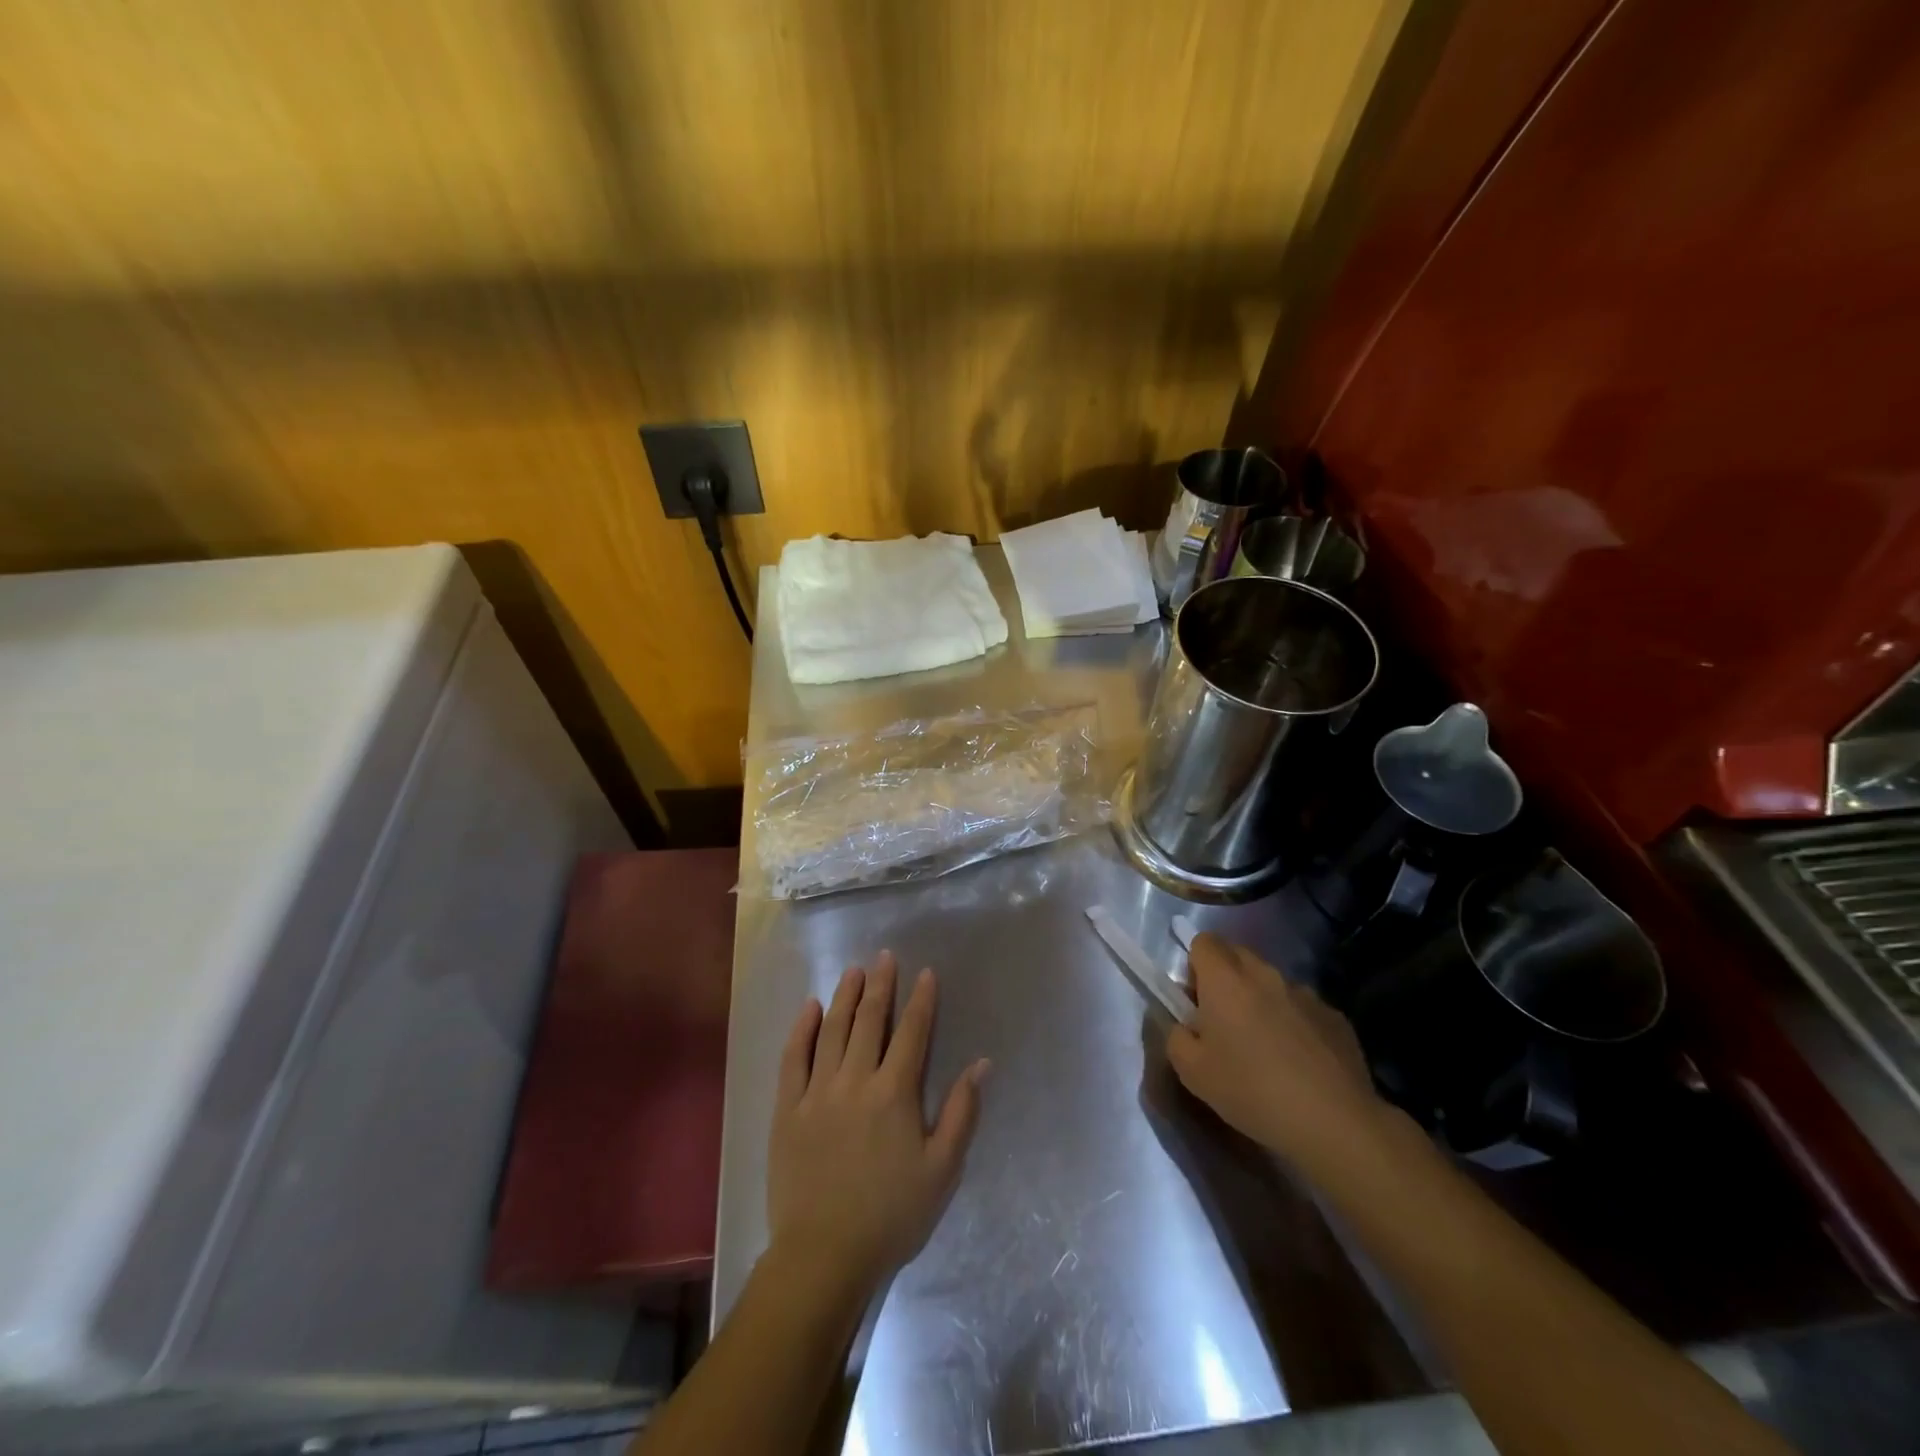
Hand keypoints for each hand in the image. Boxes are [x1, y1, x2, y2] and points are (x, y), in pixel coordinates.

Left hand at [768, 951, 989, 1298]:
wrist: (824, 1255)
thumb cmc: (891, 1215)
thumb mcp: (942, 1170)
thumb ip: (961, 1112)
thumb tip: (981, 1063)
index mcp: (894, 1093)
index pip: (912, 1033)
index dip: (921, 1000)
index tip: (925, 973)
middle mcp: (855, 1080)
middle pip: (870, 1021)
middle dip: (881, 985)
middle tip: (885, 957)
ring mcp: (817, 1092)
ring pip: (833, 1031)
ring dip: (845, 997)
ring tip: (853, 971)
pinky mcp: (787, 1109)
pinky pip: (793, 1058)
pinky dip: (802, 1029)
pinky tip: (810, 1008)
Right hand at [1167, 934, 1389, 1173]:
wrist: (1334, 1122)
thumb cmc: (1252, 1091)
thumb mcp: (1192, 1073)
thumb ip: (1176, 1037)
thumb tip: (1183, 1025)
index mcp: (1225, 980)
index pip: (1204, 942)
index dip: (1195, 965)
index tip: (1196, 1000)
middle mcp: (1265, 974)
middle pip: (1238, 955)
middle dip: (1226, 978)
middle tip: (1223, 1021)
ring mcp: (1305, 993)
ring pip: (1272, 982)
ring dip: (1261, 1000)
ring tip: (1265, 1048)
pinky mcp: (1335, 1016)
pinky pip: (1303, 1008)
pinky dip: (1294, 1023)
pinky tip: (1299, 1064)